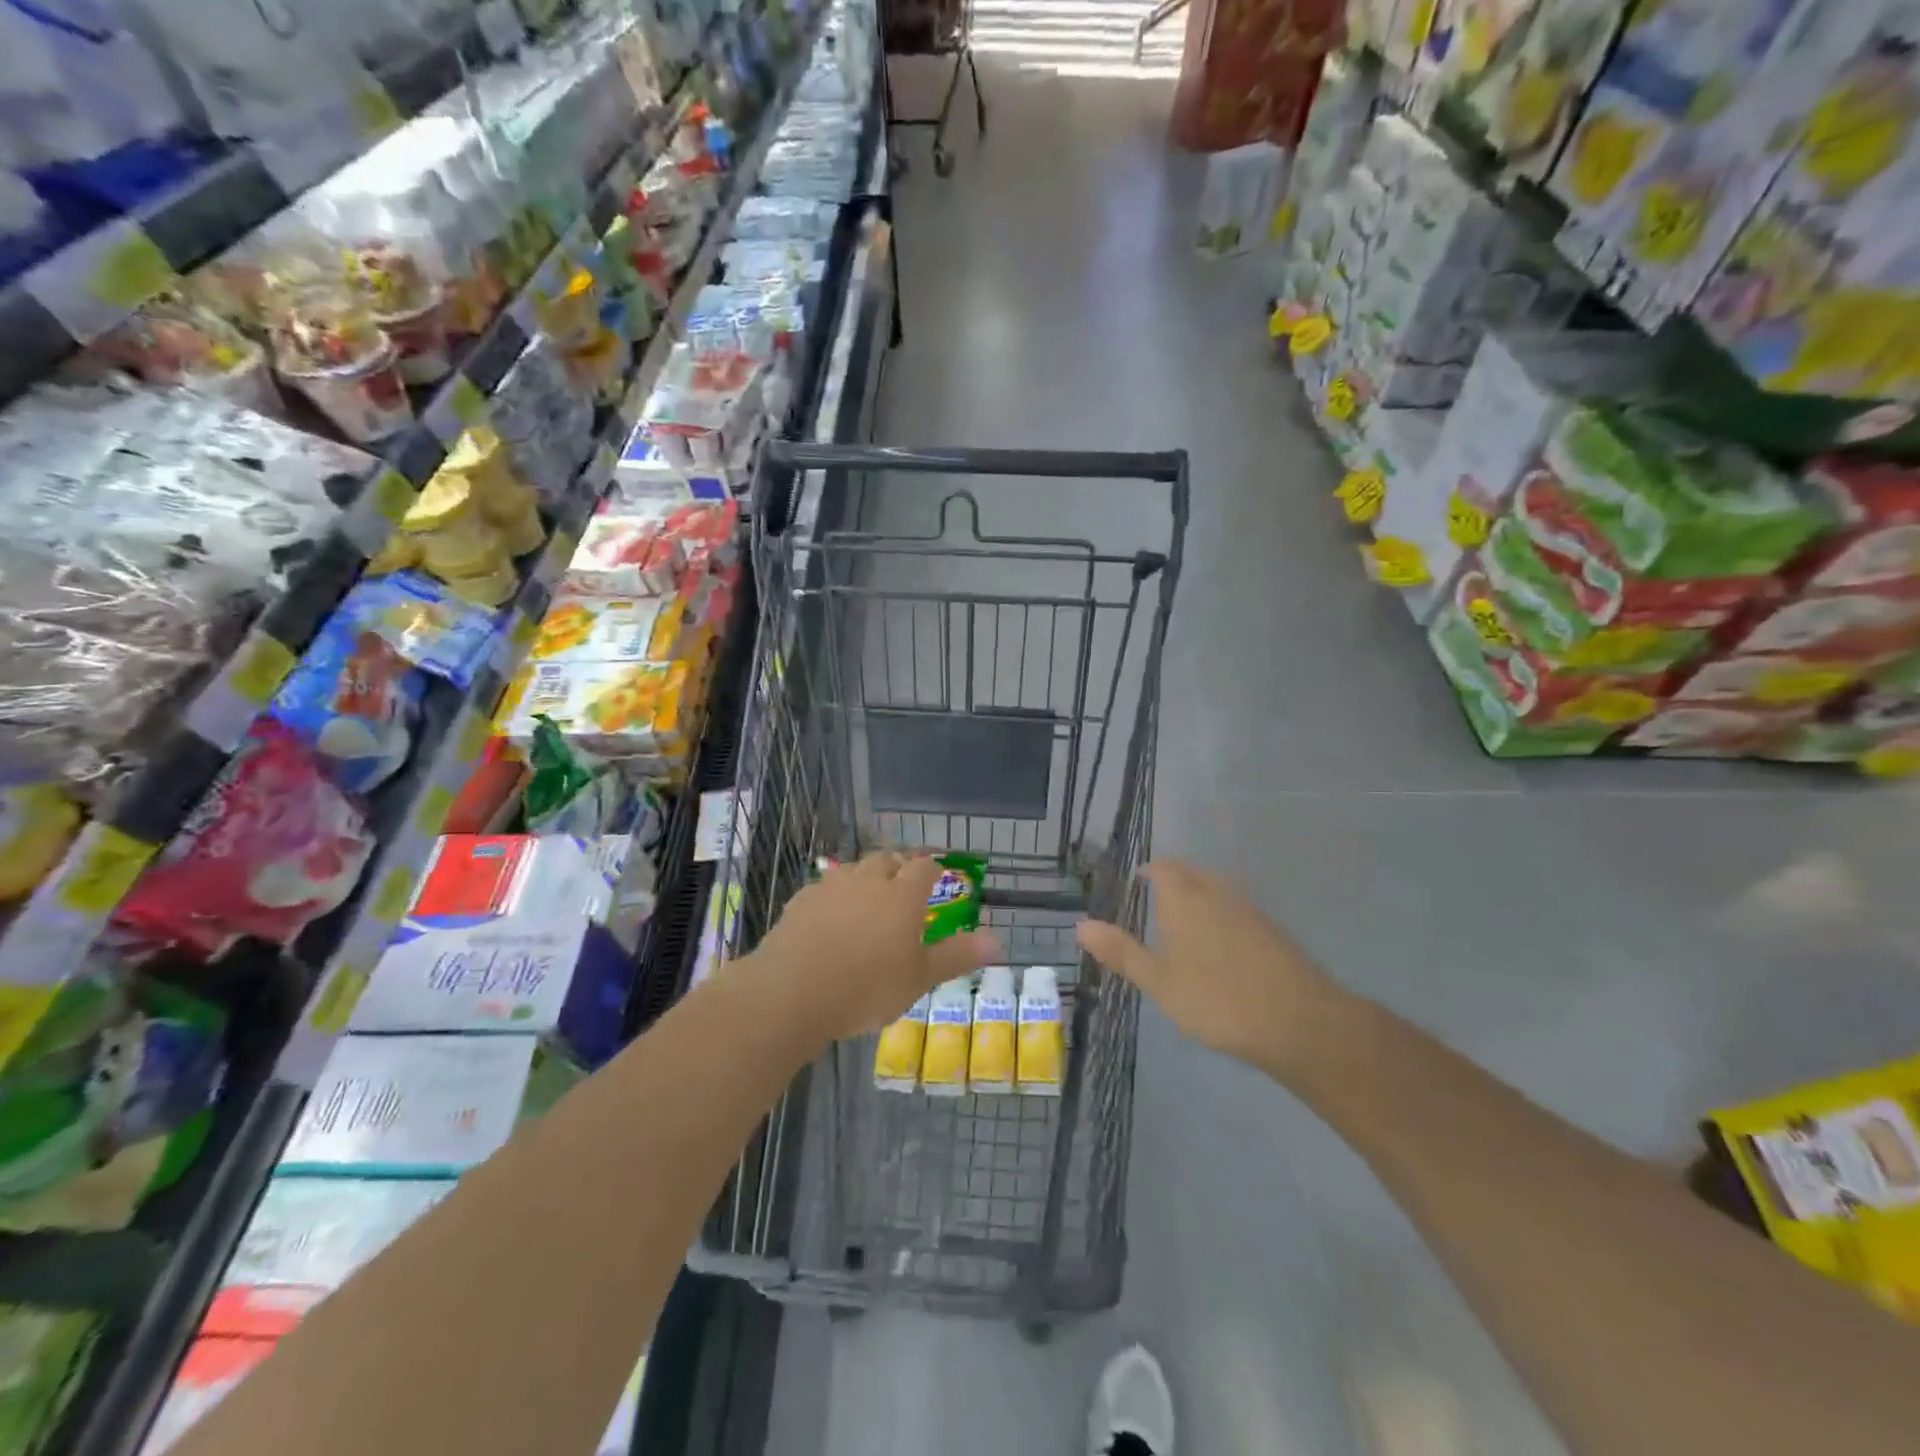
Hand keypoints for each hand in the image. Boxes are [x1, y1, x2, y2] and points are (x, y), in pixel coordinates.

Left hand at [752, 853, 997, 1042]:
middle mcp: (867, 882)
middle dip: (898, 866)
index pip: (924, 867)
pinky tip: (829, 917)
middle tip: (903, 885)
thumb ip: (956, 956)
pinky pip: (823, 889)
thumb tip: (998, 941)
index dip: (933, 869)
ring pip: (853, 870)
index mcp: (902, 896)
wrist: (792, 992)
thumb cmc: (866, 987)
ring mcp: (830, 888)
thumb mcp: (918, 979)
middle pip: (887, 859)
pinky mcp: (800, 902)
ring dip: (864, 878)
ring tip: (868, 899)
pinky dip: (833, 896)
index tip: (938, 876)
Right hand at [1076, 860, 1350, 1084]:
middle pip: (1192, 872)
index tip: (1137, 881)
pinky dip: (1221, 912)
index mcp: (1184, 898)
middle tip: (1155, 895)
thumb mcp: (1158, 981)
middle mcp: (1216, 892)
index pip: (1162, 868)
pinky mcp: (1272, 930)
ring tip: (1185, 917)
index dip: (1149, 871)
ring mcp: (1249, 909)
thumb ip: (1121, 951)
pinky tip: (1221, 942)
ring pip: (1217, 887)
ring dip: (1199, 892)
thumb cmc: (1216, 999)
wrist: (1298, 1021)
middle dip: (1173, 877)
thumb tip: (1080, 925)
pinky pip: (1237, 907)